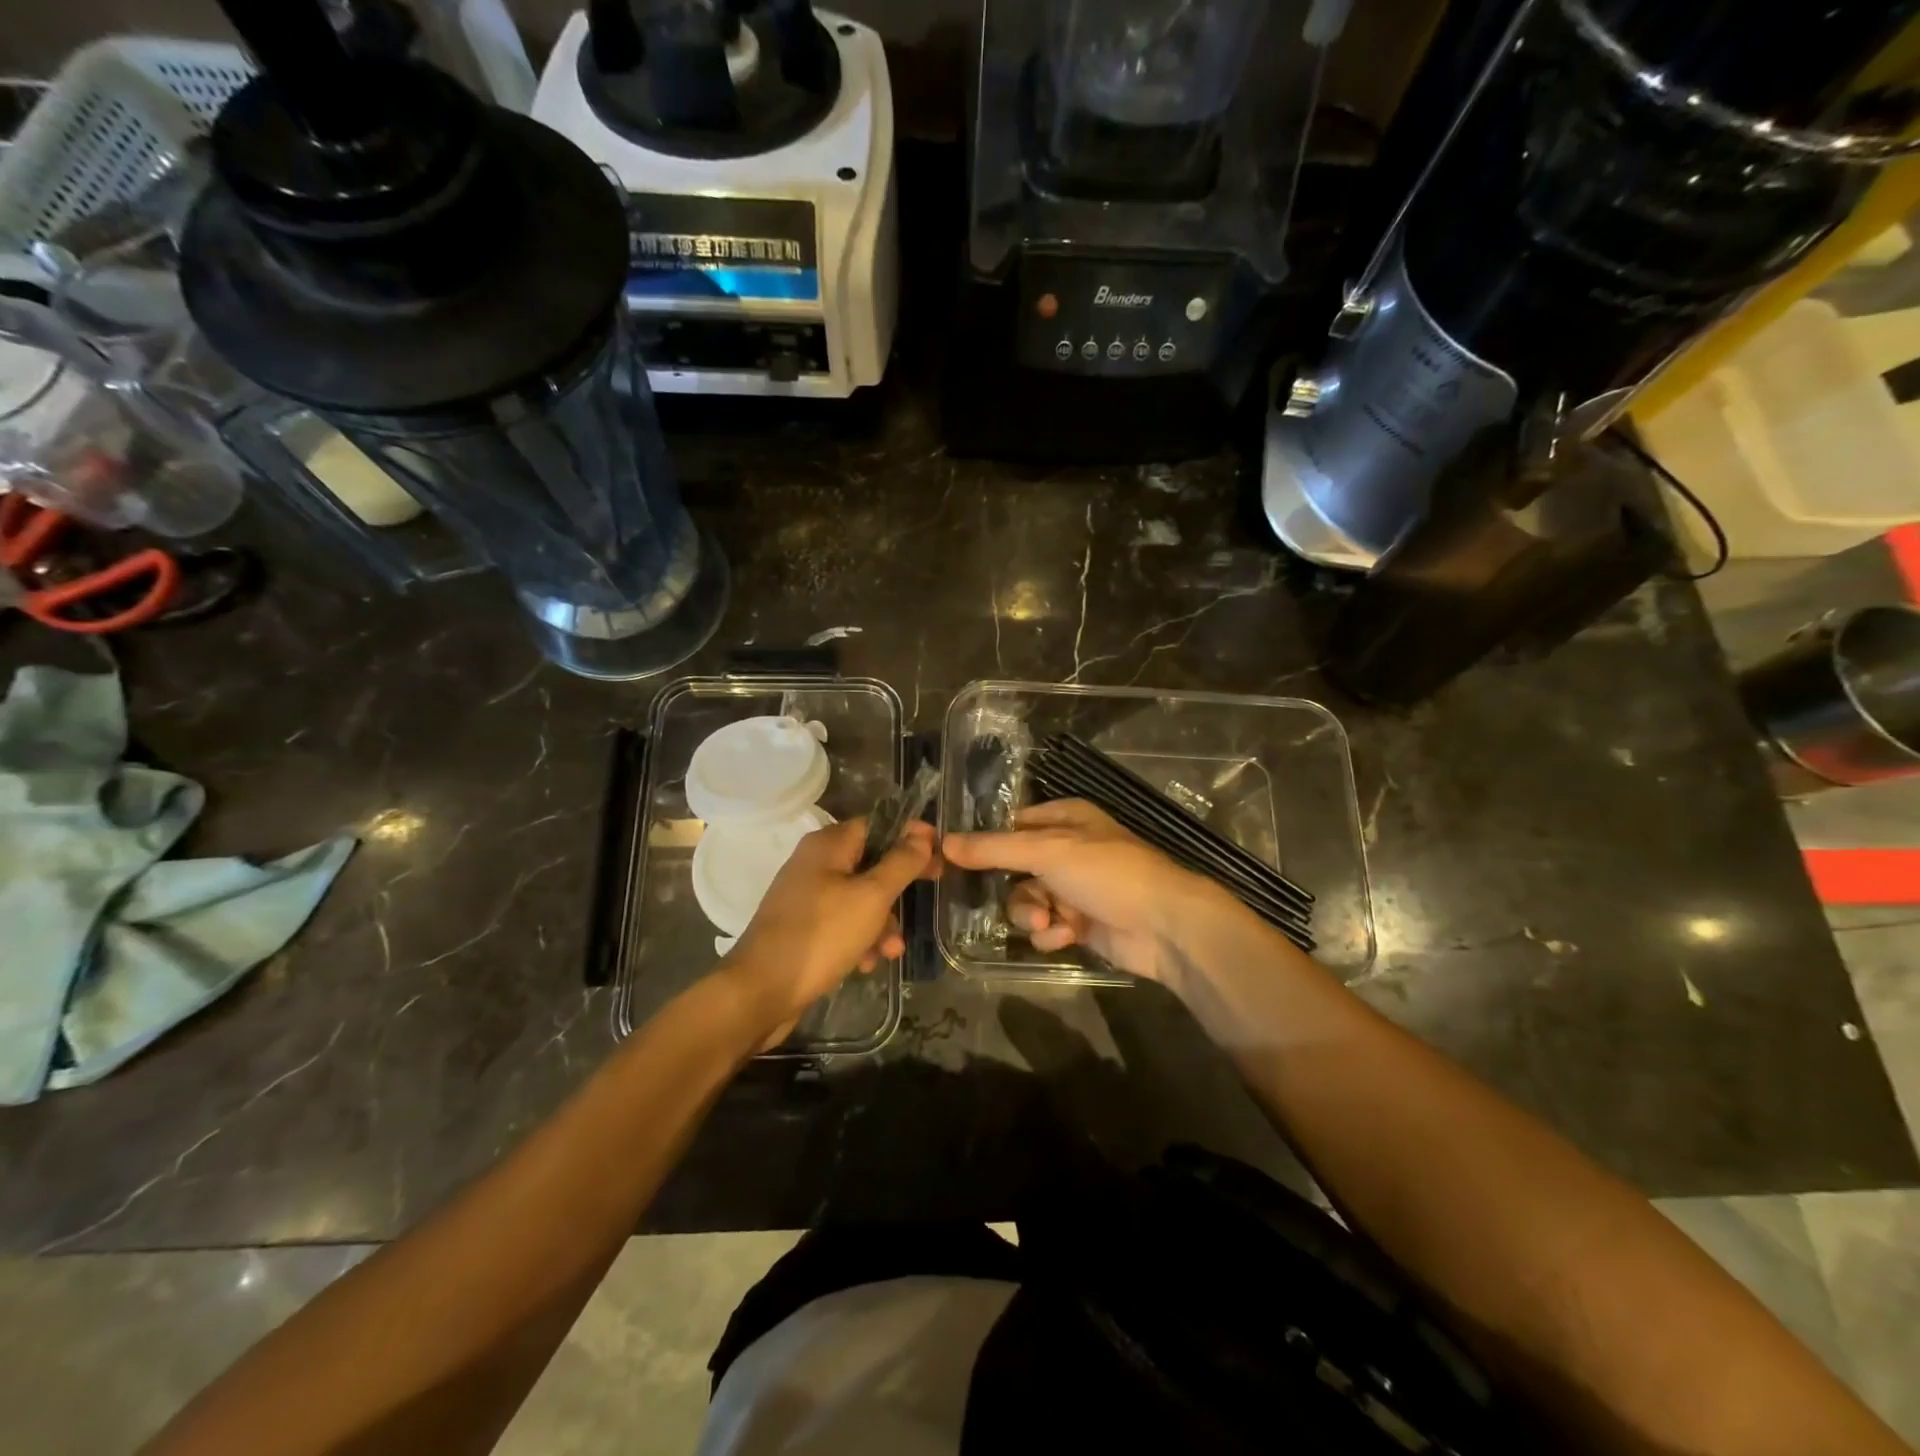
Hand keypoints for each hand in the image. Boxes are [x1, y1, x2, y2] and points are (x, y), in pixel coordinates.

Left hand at [721, 817, 936, 1043]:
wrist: (761, 991)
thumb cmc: (821, 936)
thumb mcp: (871, 897)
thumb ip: (900, 863)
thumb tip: (922, 833)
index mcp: (828, 845)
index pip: (877, 825)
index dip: (909, 837)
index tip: (939, 855)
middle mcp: (814, 863)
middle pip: (869, 863)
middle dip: (897, 888)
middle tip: (930, 893)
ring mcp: (805, 897)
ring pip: (858, 898)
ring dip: (881, 922)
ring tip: (891, 951)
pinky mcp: (802, 927)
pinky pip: (841, 923)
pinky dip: (859, 938)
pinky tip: (867, 964)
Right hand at [941, 799, 1218, 984]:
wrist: (1165, 925)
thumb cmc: (1107, 873)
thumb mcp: (1048, 851)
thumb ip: (994, 849)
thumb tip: (942, 842)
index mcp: (1065, 819)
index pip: (1011, 826)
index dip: (984, 843)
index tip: (952, 860)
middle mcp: (1068, 850)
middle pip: (1015, 869)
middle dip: (1017, 892)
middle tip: (1025, 906)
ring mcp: (1076, 888)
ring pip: (1028, 901)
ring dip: (1033, 915)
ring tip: (1049, 924)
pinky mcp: (1082, 923)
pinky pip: (1048, 926)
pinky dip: (1053, 933)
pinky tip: (1068, 936)